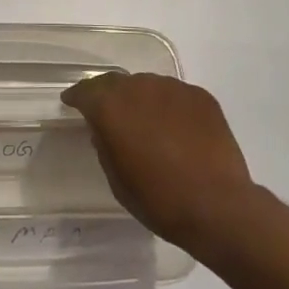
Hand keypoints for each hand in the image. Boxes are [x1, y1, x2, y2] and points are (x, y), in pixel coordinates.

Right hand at [60, 72, 259, 249]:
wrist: (217, 206)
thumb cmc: (158, 199)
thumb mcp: (117, 179)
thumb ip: (105, 146)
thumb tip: (105, 130)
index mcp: (111, 107)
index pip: (86, 91)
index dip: (77, 97)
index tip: (71, 102)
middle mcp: (139, 87)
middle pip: (117, 82)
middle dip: (109, 95)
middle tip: (109, 113)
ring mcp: (173, 88)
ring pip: (148, 86)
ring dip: (142, 100)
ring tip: (148, 124)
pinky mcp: (200, 96)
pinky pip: (176, 96)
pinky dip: (170, 108)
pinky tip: (177, 130)